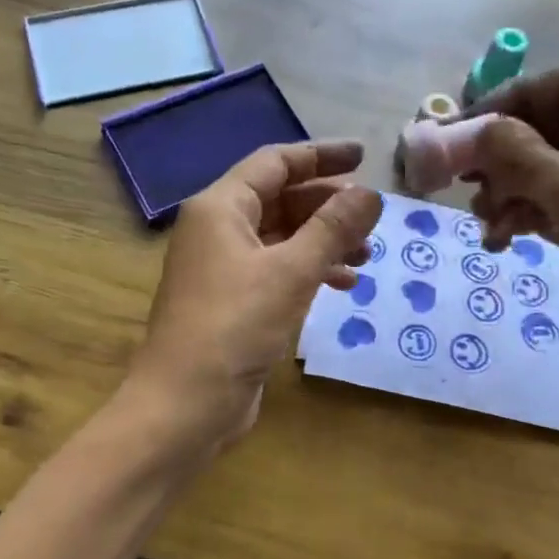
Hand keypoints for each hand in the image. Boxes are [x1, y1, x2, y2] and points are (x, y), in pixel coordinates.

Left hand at [128, 141, 383, 447]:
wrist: (186, 402)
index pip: (275, 163)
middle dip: (327, 206)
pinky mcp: (232, 303)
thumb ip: (332, 228)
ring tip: (365, 255)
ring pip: (281, 238)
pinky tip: (342, 286)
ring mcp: (222, 269)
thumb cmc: (235, 326)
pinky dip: (308, 273)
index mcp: (220, 207)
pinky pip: (276, 272)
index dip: (321, 156)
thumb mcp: (291, 272)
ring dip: (323, 242)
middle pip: (279, 199)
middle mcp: (217, 230)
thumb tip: (369, 193)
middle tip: (372, 218)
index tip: (365, 158)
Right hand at [465, 65, 558, 392]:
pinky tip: (497, 241)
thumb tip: (478, 130)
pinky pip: (554, 210)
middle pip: (557, 130)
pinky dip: (523, 218)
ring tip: (482, 219)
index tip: (469, 124)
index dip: (519, 98)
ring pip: (550, 173)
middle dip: (507, 152)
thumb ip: (522, 154)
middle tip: (463, 176)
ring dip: (508, 191)